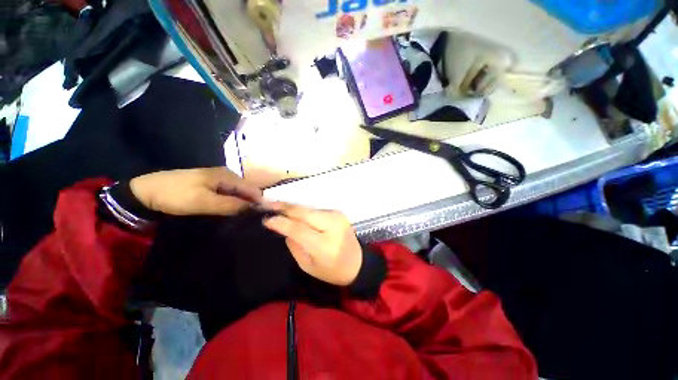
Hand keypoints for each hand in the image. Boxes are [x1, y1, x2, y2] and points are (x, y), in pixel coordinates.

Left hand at [130, 167, 261, 215]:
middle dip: (250, 205)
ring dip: (240, 206)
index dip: (259, 204)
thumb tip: (256, 209)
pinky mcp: (210, 187)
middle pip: (247, 192)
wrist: (144, 193)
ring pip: (238, 195)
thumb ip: (232, 205)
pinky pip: (228, 196)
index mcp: (228, 175)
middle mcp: (227, 176)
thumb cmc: (175, 195)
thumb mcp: (204, 202)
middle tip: (247, 222)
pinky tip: (227, 214)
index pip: (254, 190)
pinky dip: (231, 205)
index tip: (259, 219)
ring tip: (239, 220)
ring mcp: (218, 181)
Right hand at [262, 202, 361, 285]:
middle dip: (284, 207)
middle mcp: (332, 225)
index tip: (266, 220)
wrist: (357, 263)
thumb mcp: (308, 266)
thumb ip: (295, 246)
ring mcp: (336, 216)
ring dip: (292, 207)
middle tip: (266, 204)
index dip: (281, 223)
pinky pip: (315, 210)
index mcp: (324, 244)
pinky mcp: (338, 213)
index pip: (298, 229)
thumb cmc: (332, 270)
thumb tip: (285, 229)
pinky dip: (303, 210)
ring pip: (309, 208)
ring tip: (276, 205)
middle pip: (303, 212)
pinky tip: (293, 211)